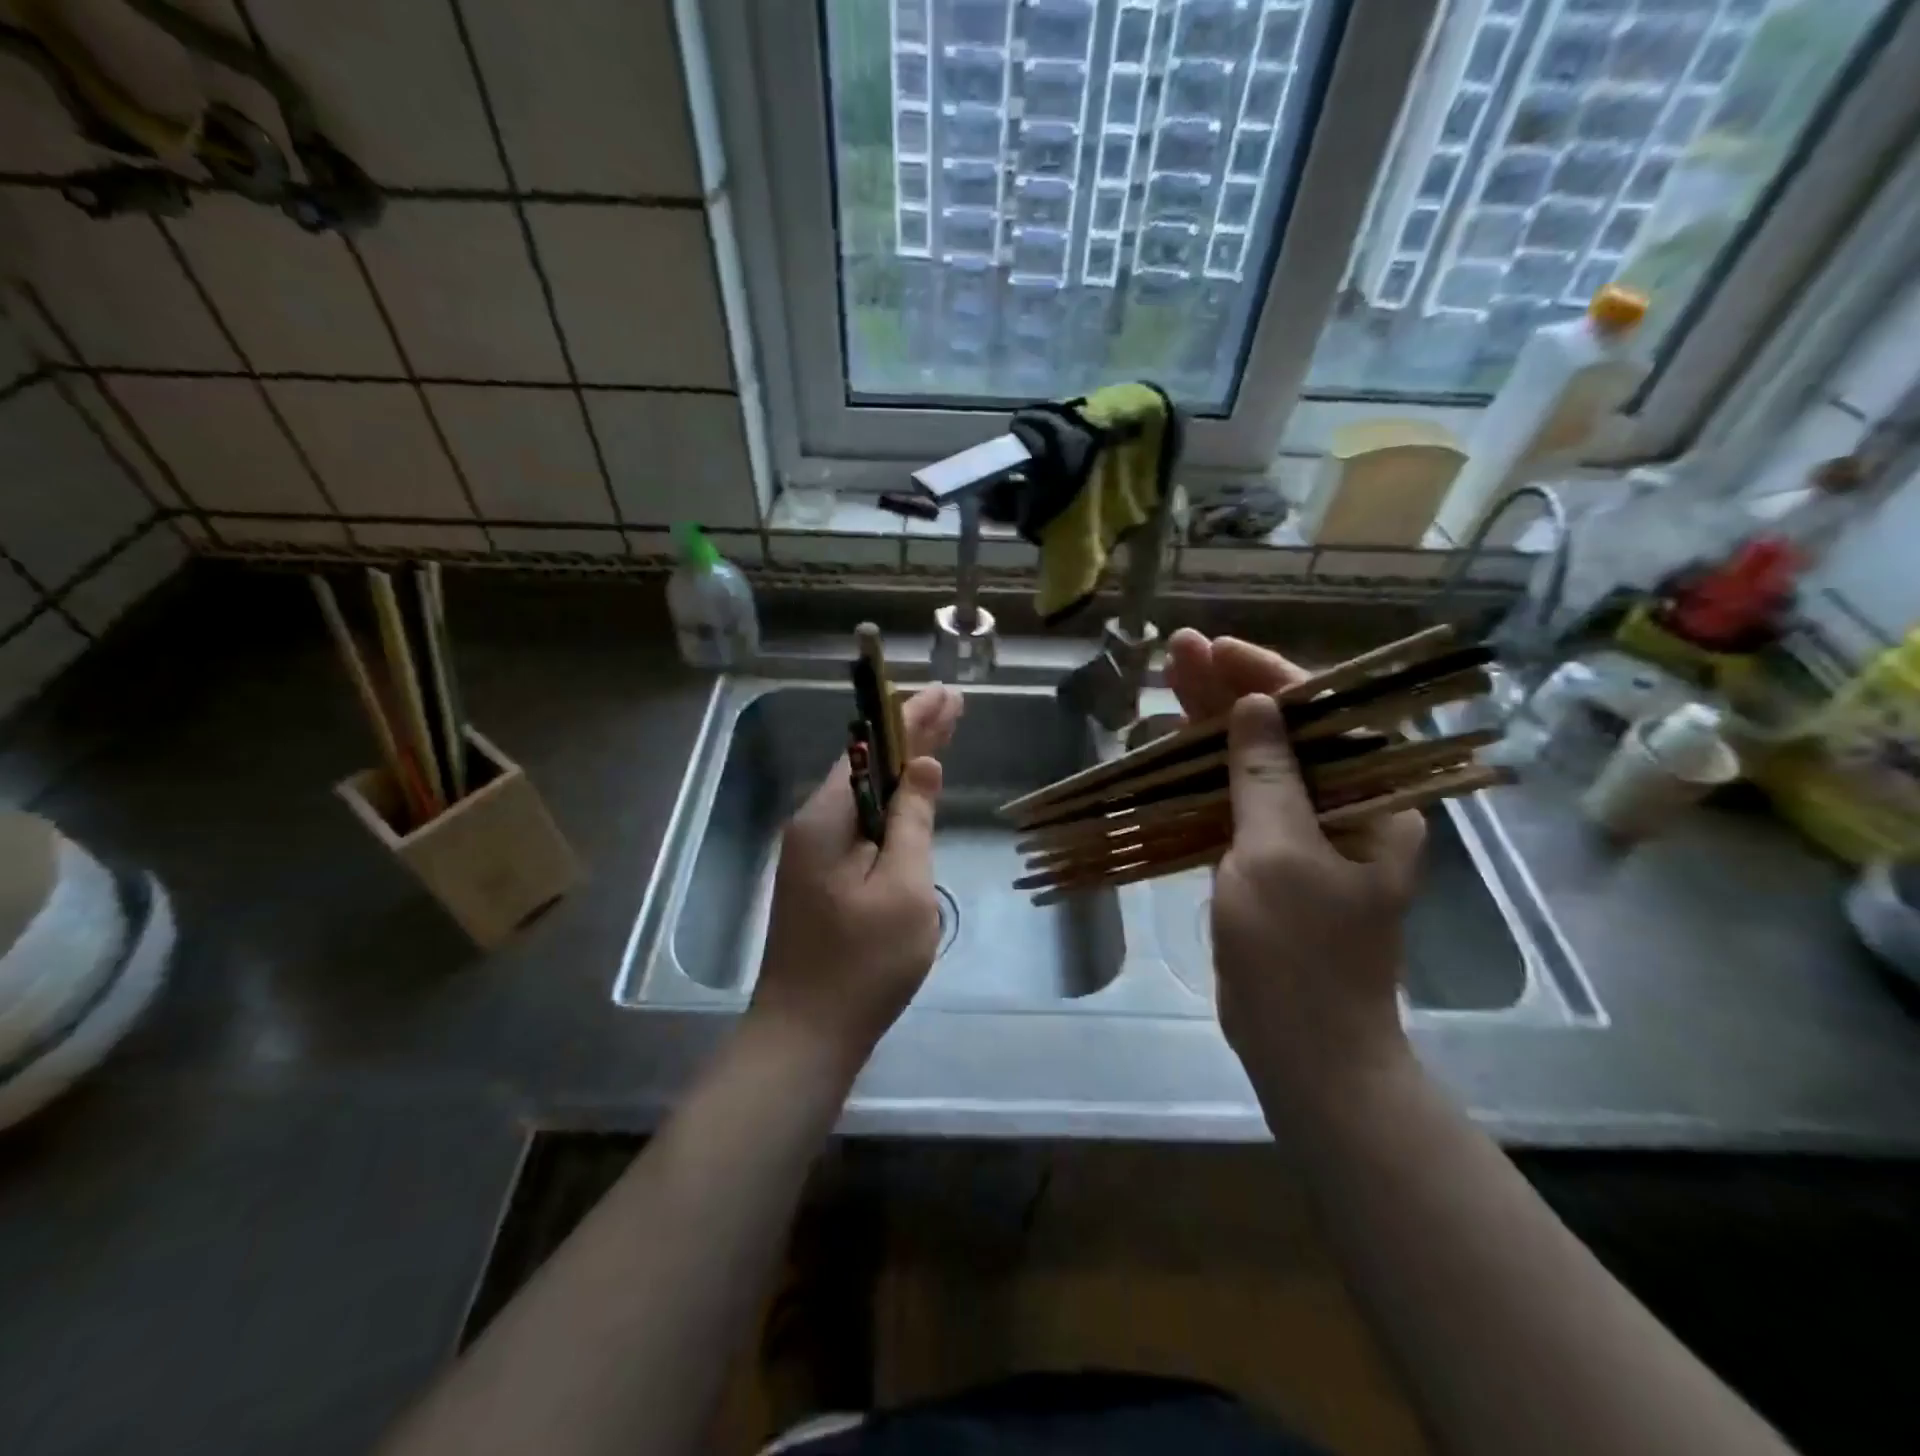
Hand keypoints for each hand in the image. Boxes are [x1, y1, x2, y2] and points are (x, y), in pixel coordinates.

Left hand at [751, 684, 964, 1070]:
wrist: (806, 1035)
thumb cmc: (863, 963)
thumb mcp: (904, 888)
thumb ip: (912, 822)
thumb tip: (922, 766)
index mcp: (827, 819)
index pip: (873, 750)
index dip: (912, 719)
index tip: (945, 694)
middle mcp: (813, 826)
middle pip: (868, 767)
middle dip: (911, 736)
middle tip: (951, 704)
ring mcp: (813, 855)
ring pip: (865, 796)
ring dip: (902, 767)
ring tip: (939, 736)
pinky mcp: (822, 879)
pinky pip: (861, 825)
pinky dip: (892, 804)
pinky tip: (909, 797)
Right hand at [1165, 631, 1425, 1116]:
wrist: (1301, 1047)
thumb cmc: (1299, 952)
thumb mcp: (1279, 855)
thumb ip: (1265, 778)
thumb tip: (1255, 708)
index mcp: (1373, 802)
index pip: (1323, 716)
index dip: (1269, 677)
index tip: (1219, 650)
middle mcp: (1344, 808)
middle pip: (1283, 732)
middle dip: (1231, 691)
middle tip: (1178, 650)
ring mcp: (1301, 834)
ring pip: (1252, 763)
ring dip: (1211, 725)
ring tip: (1166, 681)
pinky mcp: (1266, 859)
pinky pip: (1233, 800)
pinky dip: (1203, 773)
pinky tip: (1169, 746)